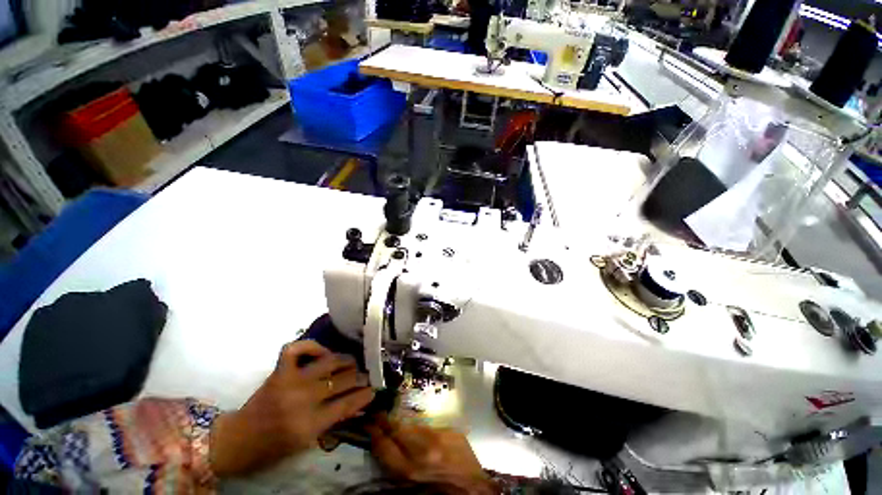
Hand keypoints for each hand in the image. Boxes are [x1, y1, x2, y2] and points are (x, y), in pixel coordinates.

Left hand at [210, 341, 374, 476]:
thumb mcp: (307, 442)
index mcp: (309, 424)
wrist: (238, 439)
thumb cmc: (274, 446)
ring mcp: (289, 381)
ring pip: (328, 361)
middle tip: (368, 374)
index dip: (365, 394)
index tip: (375, 389)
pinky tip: (322, 353)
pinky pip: (296, 348)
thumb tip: (359, 403)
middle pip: (342, 380)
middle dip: (361, 376)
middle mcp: (302, 400)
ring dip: (346, 360)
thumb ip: (334, 420)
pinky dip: (311, 346)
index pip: (347, 404)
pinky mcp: (278, 371)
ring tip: (353, 362)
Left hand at [367, 416, 494, 492]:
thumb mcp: (449, 432)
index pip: (398, 429)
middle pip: (384, 445)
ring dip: (374, 441)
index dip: (386, 418)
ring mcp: (407, 477)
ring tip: (371, 428)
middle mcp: (413, 463)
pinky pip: (387, 467)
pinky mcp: (405, 484)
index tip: (380, 407)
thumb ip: (426, 425)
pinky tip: (379, 444)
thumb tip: (407, 414)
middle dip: (374, 429)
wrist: (468, 487)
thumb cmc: (462, 455)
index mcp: (427, 446)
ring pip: (381, 458)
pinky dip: (381, 454)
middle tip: (370, 416)